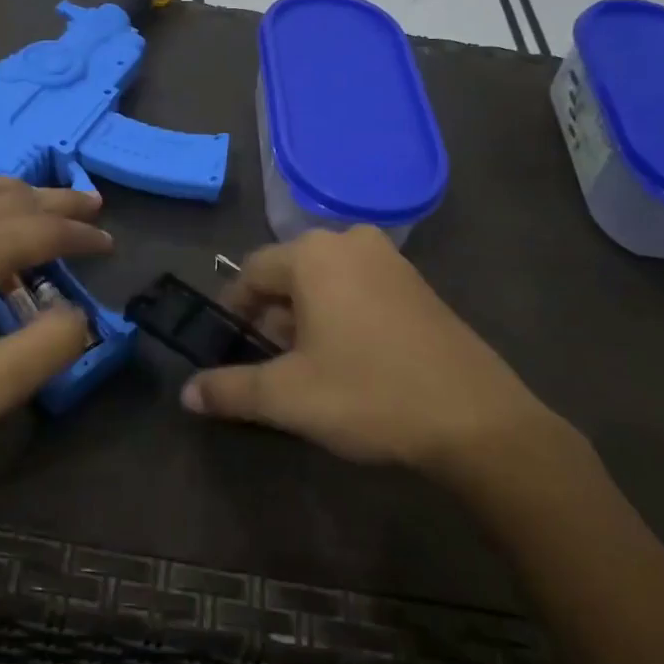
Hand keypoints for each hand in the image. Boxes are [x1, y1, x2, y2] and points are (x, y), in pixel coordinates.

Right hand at [184, 227, 582, 486]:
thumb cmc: (369, 394)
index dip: (234, 310)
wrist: (476, 420)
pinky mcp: (418, 285)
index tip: (230, 347)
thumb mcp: (288, 396)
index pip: (251, 272)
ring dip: (307, 318)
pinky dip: (342, 316)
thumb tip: (187, 393)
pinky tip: (352, 360)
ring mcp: (391, 261)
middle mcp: (351, 242)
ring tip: (311, 367)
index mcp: (314, 254)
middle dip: (273, 317)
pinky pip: (360, 289)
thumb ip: (230, 390)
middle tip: (273, 364)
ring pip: (326, 282)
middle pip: (290, 275)